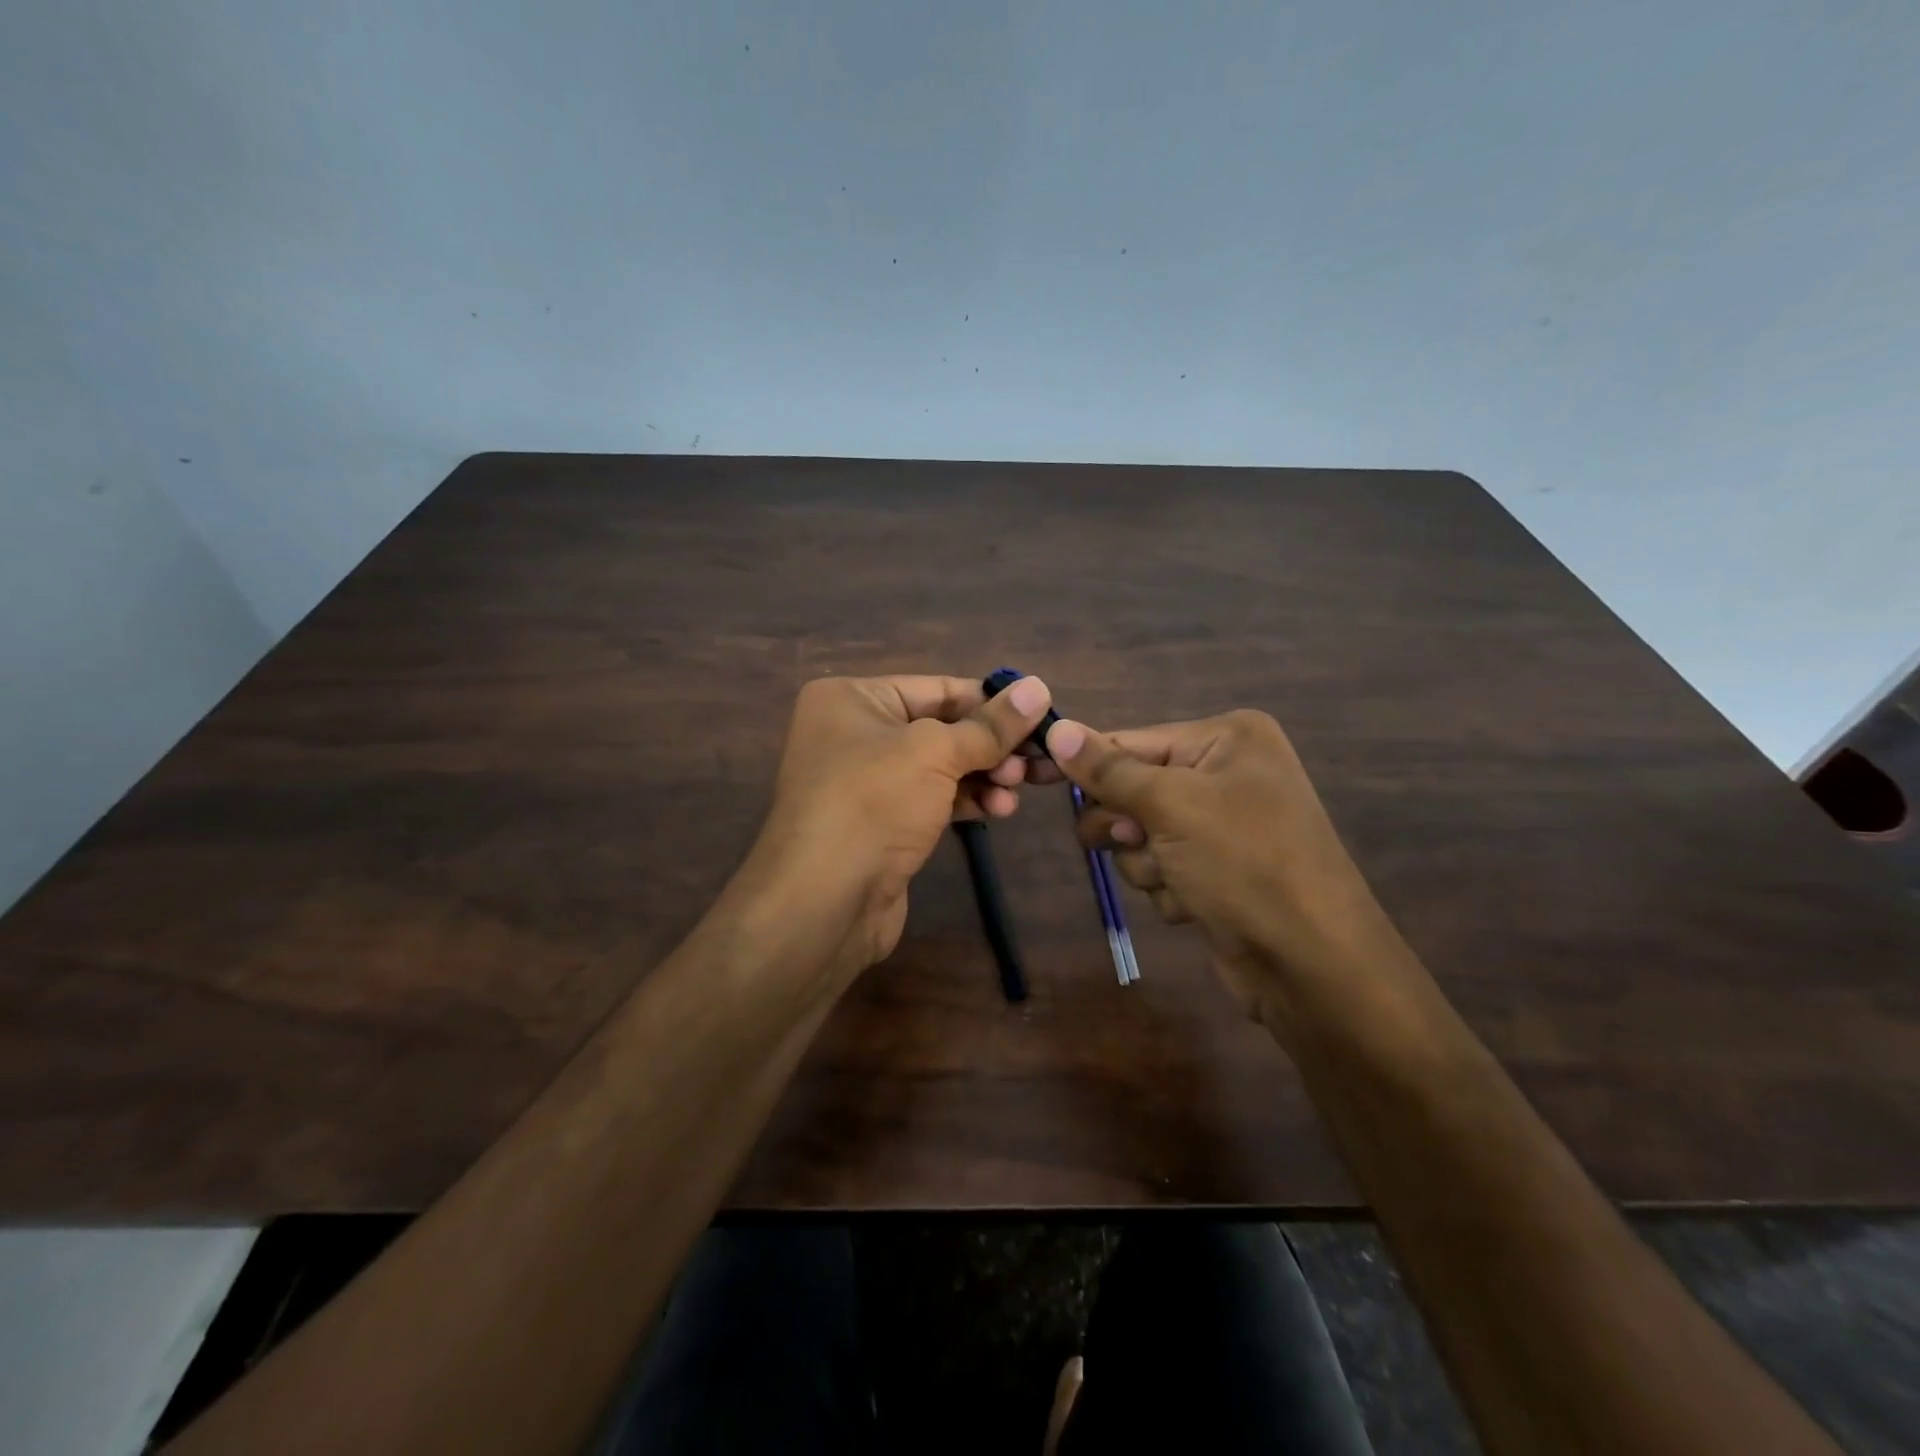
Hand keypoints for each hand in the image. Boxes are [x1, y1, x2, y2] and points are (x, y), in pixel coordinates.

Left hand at [745, 673, 1056, 972]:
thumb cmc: (873, 803)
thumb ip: (990, 725)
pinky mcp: (883, 824)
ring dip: (986, 775)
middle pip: (943, 728)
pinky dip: (968, 801)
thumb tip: (1039, 687)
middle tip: (1035, 762)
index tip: (1041, 715)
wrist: (823, 902)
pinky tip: (1000, 810)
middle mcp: (855, 733)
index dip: (991, 702)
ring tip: (1018, 788)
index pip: (937, 688)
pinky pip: (934, 800)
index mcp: (852, 699)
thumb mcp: (935, 753)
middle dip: (992, 745)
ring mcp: (868, 782)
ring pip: (942, 767)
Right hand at [1045, 711, 1407, 1023]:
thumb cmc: (1245, 863)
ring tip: (1180, 879)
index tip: (1031, 774)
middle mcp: (1225, 773)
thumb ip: (1108, 769)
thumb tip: (1056, 728)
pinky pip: (1159, 867)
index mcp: (1226, 739)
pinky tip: (1198, 903)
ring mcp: (1221, 825)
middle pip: (1130, 788)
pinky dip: (1168, 887)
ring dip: (1146, 861)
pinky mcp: (1215, 870)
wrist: (1312, 964)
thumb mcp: (1171, 806)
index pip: (1130, 741)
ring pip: (1138, 834)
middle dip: (1125, 823)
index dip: (1081, 761)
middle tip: (1134, 838)